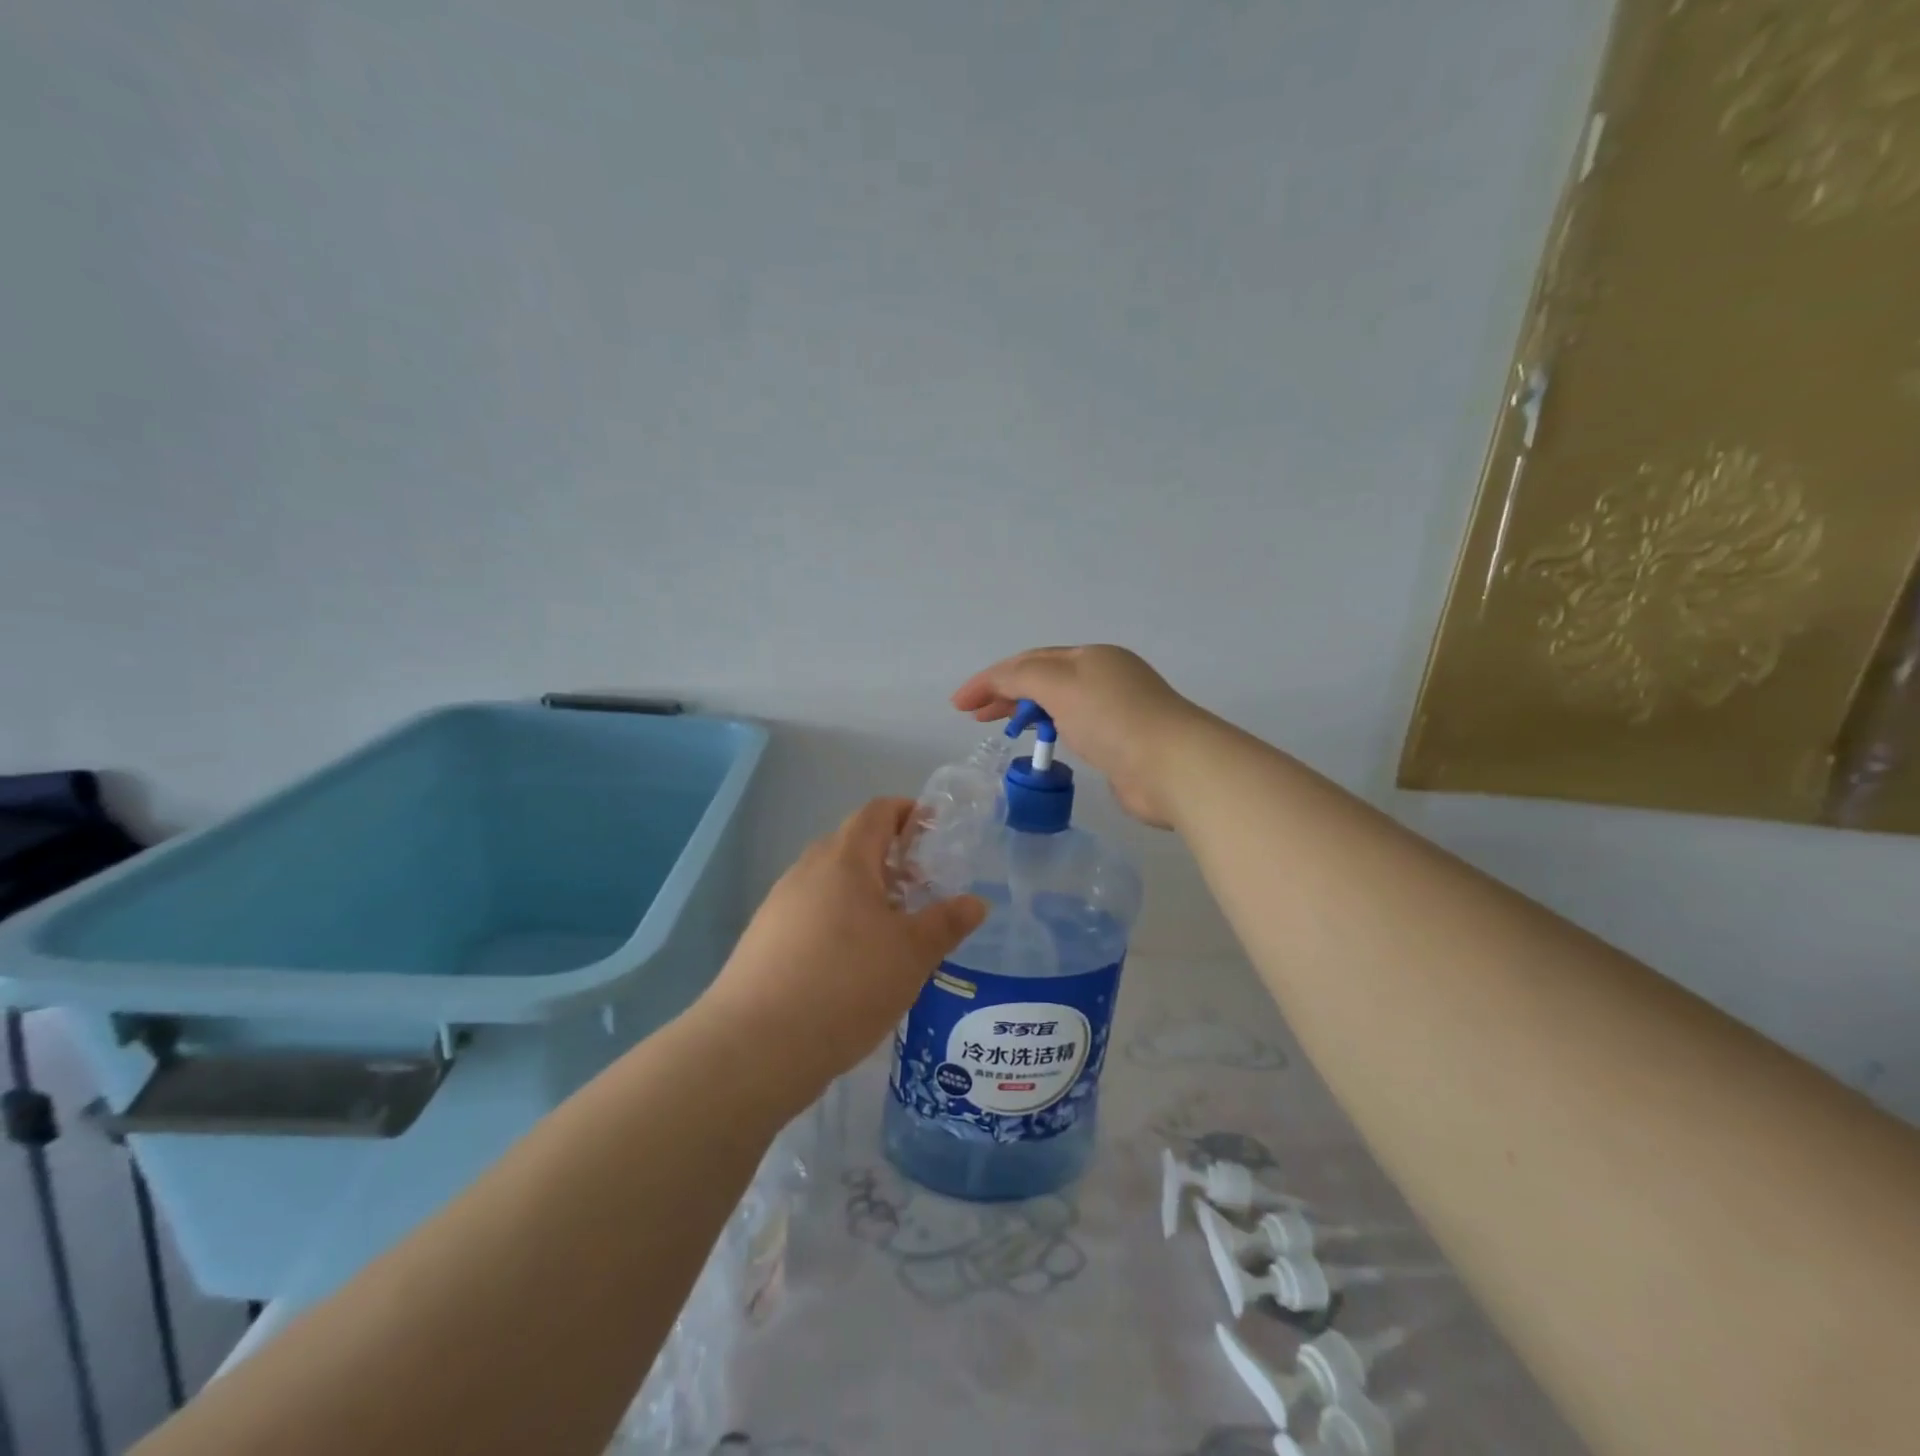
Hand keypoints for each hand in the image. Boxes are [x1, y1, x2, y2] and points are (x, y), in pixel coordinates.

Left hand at [699, 798, 987, 1095]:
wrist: (755, 1046)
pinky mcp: (764, 939)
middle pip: (852, 844)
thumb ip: (946, 923)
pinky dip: (839, 920)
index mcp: (844, 859)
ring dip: (864, 892)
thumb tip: (976, 903)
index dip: (907, 812)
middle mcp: (807, 870)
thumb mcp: (911, 955)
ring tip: (893, 931)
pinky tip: (853, 963)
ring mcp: (780, 905)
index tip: (934, 833)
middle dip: (890, 858)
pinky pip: (811, 912)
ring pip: (831, 882)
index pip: (877, 811)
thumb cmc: (846, 984)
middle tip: (922, 888)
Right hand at [952, 645, 1210, 828]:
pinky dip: (1051, 731)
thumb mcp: (1059, 685)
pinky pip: (1075, 730)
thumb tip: (999, 683)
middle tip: (974, 717)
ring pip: (1059, 705)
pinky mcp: (1121, 745)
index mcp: (1090, 657)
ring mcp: (1115, 712)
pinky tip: (1042, 744)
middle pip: (1043, 680)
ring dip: (1026, 711)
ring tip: (1001, 728)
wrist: (1171, 765)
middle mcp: (1103, 678)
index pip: (1029, 661)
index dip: (990, 678)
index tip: (959, 705)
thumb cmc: (1112, 718)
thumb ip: (1021, 677)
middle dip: (1005, 693)